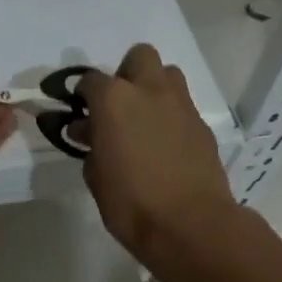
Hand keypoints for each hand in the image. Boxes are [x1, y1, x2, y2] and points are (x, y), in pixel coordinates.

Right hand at [79, 44, 234, 261]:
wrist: (190, 224)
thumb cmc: (131, 203)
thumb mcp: (96, 177)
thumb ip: (90, 146)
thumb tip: (88, 132)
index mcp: (114, 100)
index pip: (90, 81)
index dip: (82, 96)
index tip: (80, 114)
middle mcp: (149, 91)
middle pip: (139, 57)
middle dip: (126, 74)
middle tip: (118, 106)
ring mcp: (181, 106)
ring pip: (167, 75)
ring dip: (153, 89)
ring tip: (143, 122)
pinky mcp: (202, 126)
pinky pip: (182, 107)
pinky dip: (170, 117)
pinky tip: (164, 147)